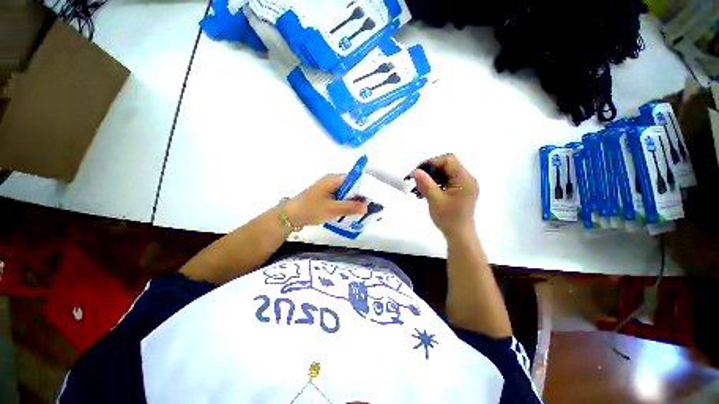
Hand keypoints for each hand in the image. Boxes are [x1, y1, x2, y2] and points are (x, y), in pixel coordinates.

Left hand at [285, 174, 367, 226]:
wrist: (291, 215)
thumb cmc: (311, 209)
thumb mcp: (332, 209)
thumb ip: (350, 207)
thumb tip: (367, 206)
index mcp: (333, 179)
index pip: (354, 179)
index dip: (365, 187)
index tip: (373, 197)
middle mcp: (332, 181)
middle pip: (351, 186)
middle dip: (360, 196)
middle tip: (370, 207)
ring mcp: (329, 189)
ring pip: (346, 193)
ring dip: (353, 201)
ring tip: (364, 211)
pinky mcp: (326, 196)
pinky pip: (340, 198)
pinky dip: (346, 204)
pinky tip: (351, 212)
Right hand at [413, 154, 478, 237]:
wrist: (459, 235)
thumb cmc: (448, 218)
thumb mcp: (435, 200)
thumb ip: (426, 184)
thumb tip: (416, 171)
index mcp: (464, 179)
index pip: (449, 160)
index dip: (432, 162)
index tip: (418, 171)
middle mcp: (467, 179)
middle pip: (447, 166)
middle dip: (430, 171)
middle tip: (416, 179)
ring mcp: (464, 185)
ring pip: (445, 174)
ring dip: (431, 178)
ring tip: (419, 187)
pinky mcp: (459, 191)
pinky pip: (446, 181)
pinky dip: (435, 184)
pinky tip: (425, 192)